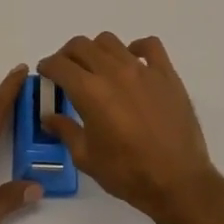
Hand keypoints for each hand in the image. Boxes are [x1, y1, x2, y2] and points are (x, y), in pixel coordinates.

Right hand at [37, 34, 223, 223]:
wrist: (178, 182)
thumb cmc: (127, 173)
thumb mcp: (86, 157)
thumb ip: (65, 130)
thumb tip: (49, 117)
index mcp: (90, 92)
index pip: (60, 65)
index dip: (47, 66)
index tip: (45, 73)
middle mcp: (114, 72)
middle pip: (81, 46)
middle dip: (67, 55)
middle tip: (66, 71)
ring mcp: (143, 70)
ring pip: (110, 41)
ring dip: (96, 50)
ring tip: (97, 67)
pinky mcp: (166, 74)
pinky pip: (150, 45)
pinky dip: (136, 47)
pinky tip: (132, 62)